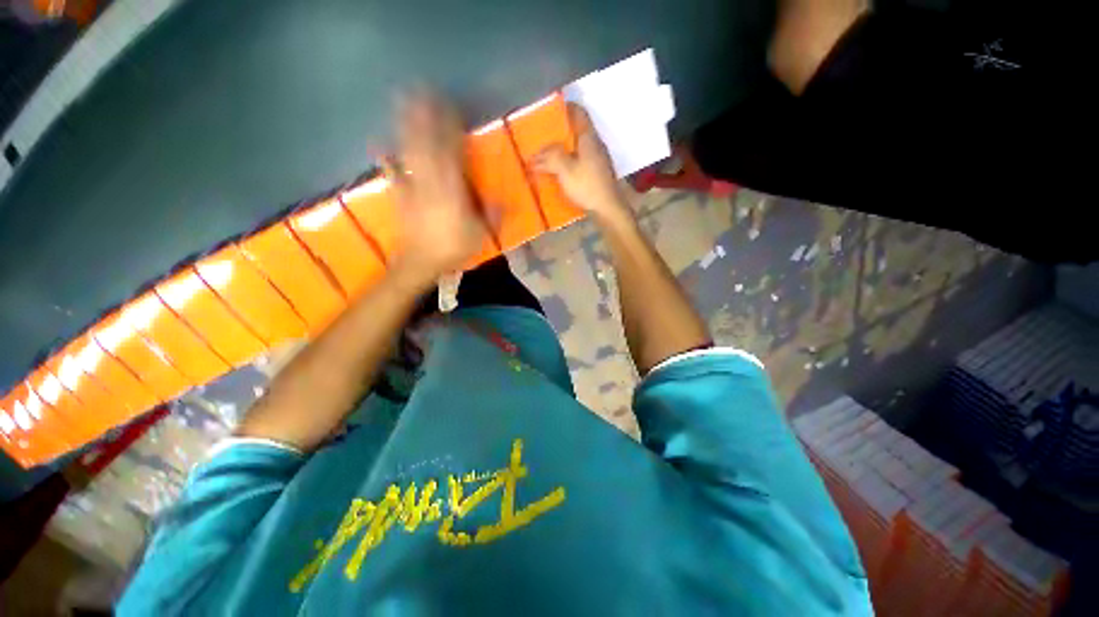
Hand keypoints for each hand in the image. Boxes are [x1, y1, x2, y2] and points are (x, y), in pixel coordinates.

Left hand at [388, 92, 490, 283]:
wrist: (420, 263)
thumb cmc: (453, 249)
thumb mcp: (480, 234)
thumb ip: (491, 215)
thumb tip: (505, 200)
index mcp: (452, 192)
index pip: (453, 154)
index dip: (452, 130)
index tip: (452, 108)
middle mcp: (430, 183)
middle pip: (427, 144)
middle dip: (425, 117)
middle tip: (422, 90)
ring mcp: (412, 187)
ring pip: (409, 152)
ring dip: (406, 126)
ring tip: (403, 101)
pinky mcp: (399, 195)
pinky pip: (391, 173)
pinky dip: (383, 157)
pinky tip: (376, 142)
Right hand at [533, 104, 631, 223]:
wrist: (607, 209)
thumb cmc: (587, 185)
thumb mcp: (565, 169)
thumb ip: (550, 158)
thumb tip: (534, 156)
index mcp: (589, 137)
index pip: (579, 113)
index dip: (566, 107)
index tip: (551, 109)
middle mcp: (595, 145)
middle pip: (577, 131)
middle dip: (560, 131)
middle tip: (543, 135)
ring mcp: (598, 160)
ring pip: (578, 148)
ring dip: (564, 149)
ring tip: (547, 154)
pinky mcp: (596, 175)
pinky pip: (580, 162)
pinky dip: (569, 163)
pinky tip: (559, 172)